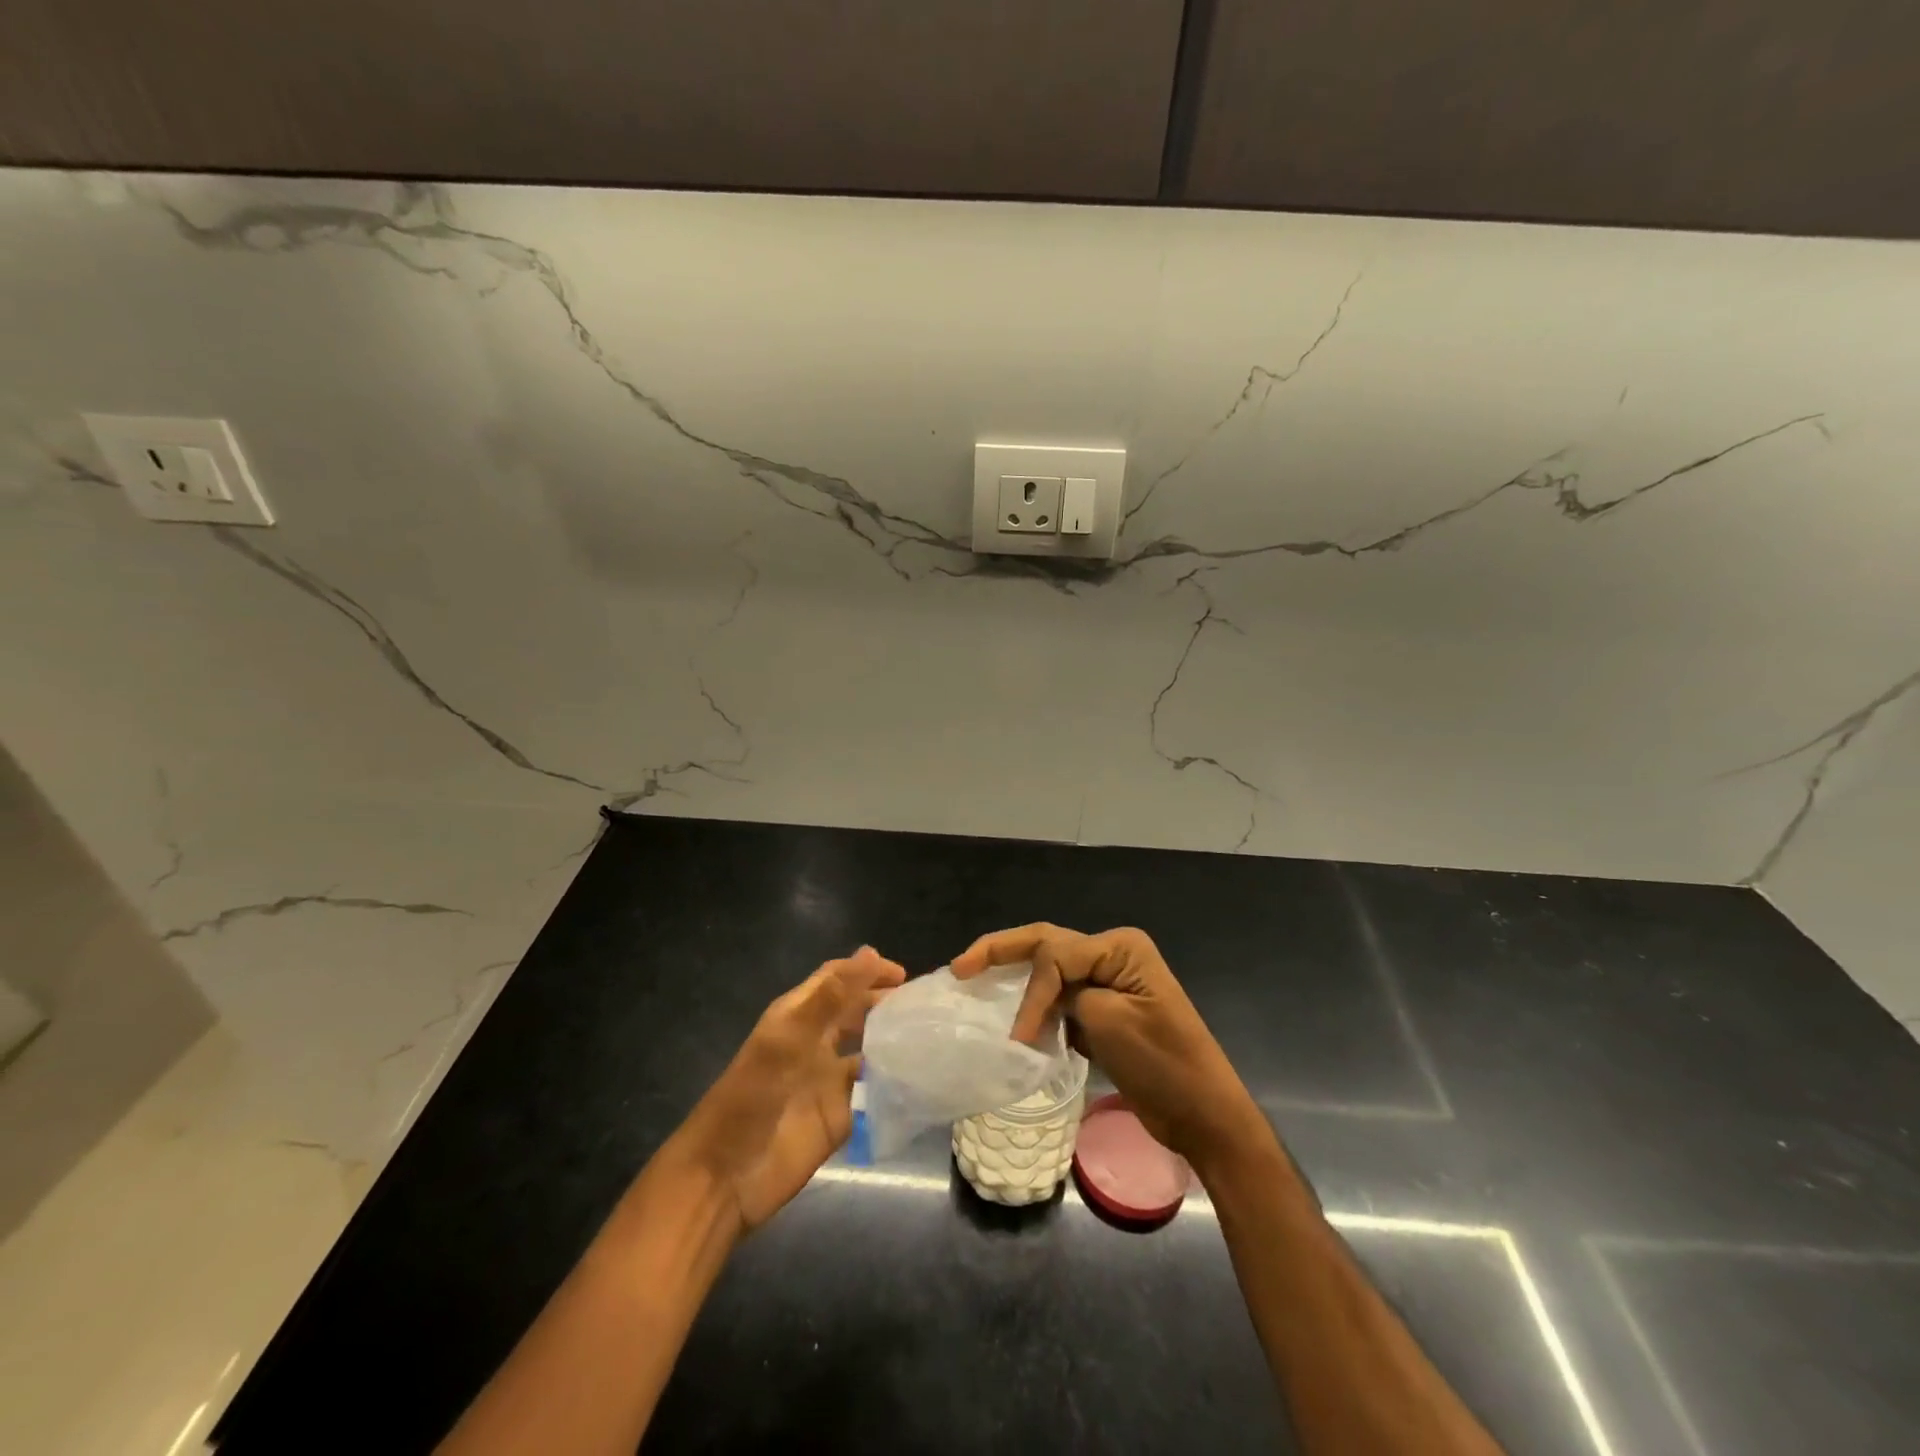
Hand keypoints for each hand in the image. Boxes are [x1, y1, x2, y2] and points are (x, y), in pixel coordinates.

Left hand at [667, 946, 904, 1231]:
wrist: (726, 1177)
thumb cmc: (751, 1098)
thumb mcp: (788, 1040)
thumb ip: (831, 998)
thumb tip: (870, 952)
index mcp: (798, 1016)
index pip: (837, 979)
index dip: (866, 970)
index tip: (903, 975)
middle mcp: (816, 1042)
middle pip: (855, 1011)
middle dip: (885, 1002)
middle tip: (923, 1005)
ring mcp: (828, 1079)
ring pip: (868, 1048)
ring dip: (893, 1039)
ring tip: (929, 1034)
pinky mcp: (841, 1115)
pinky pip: (873, 1090)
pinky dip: (894, 1080)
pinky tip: (920, 1076)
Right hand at [952, 924, 1261, 1167]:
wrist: (1204, 1115)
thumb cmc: (1163, 1064)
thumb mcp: (1110, 1021)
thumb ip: (1068, 996)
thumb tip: (1040, 1003)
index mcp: (1119, 947)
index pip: (1055, 954)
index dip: (1031, 992)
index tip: (1019, 1037)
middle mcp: (1112, 955)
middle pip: (1046, 946)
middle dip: (1001, 952)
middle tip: (959, 966)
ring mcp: (1109, 983)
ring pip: (1050, 972)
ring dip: (1017, 982)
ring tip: (974, 985)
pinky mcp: (1104, 1012)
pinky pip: (1062, 1000)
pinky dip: (1037, 1008)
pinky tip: (1012, 1020)